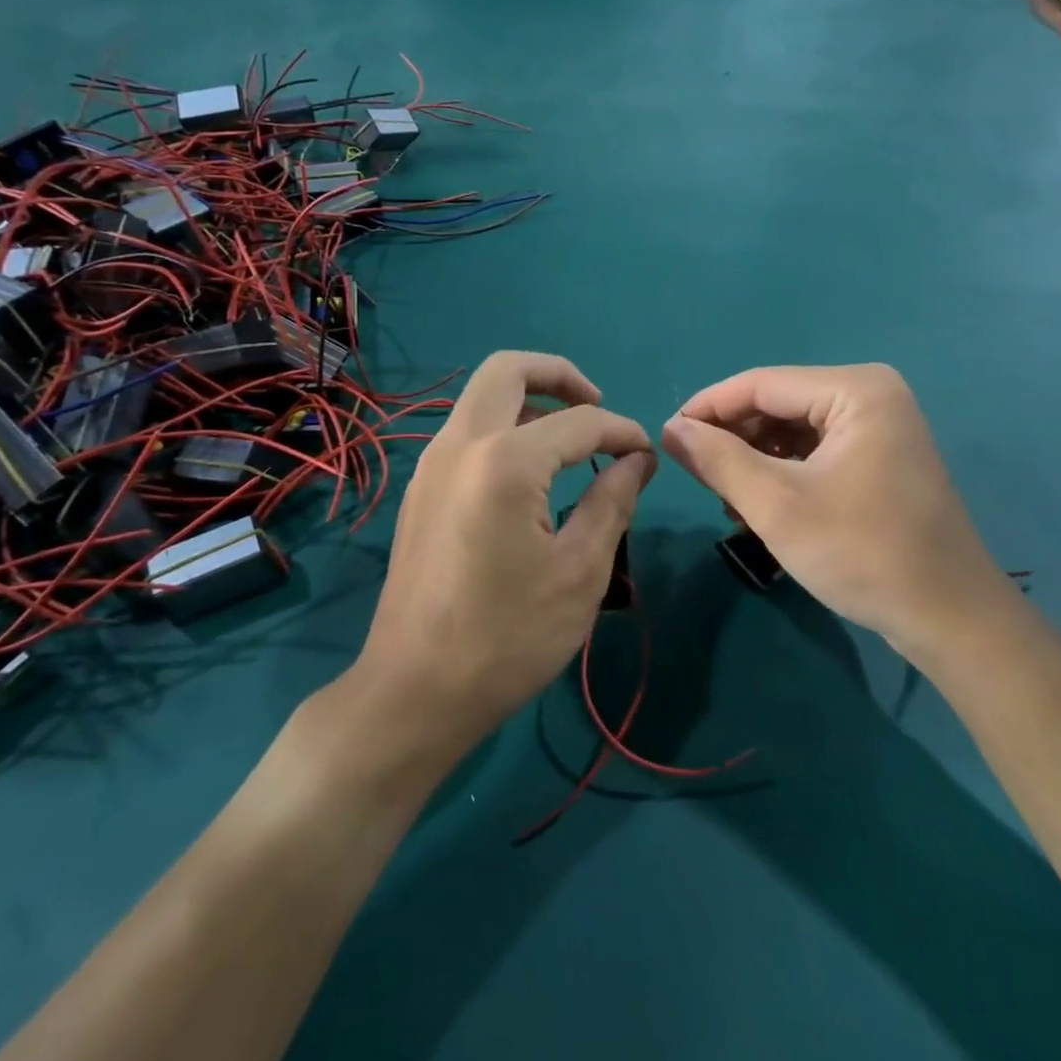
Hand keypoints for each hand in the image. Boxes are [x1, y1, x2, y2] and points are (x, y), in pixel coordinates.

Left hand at [358, 352, 655, 739]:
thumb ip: (613, 502)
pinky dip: (504, 427)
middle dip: (560, 375)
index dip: (622, 431)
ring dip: (529, 399)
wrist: (414, 691)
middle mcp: (460, 445)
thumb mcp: (580, 573)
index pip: (580, 422)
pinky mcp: (421, 490)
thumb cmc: (507, 637)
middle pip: (508, 369)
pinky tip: (532, 473)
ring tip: (571, 439)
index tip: (647, 455)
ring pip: (481, 397)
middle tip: (597, 406)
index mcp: (505, 462)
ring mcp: (431, 465)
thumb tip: (636, 460)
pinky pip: (467, 431)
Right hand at [661, 364, 1007, 657]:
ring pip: (794, 430)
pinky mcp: (880, 457)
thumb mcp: (777, 505)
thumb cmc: (863, 553)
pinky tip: (761, 505)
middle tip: (695, 477)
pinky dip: (783, 473)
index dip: (707, 408)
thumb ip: (718, 460)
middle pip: (778, 404)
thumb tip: (670, 428)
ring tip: (727, 499)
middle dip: (733, 439)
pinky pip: (816, 451)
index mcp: (856, 389)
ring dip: (755, 460)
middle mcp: (871, 395)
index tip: (665, 437)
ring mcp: (880, 426)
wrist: (949, 617)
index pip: (761, 383)